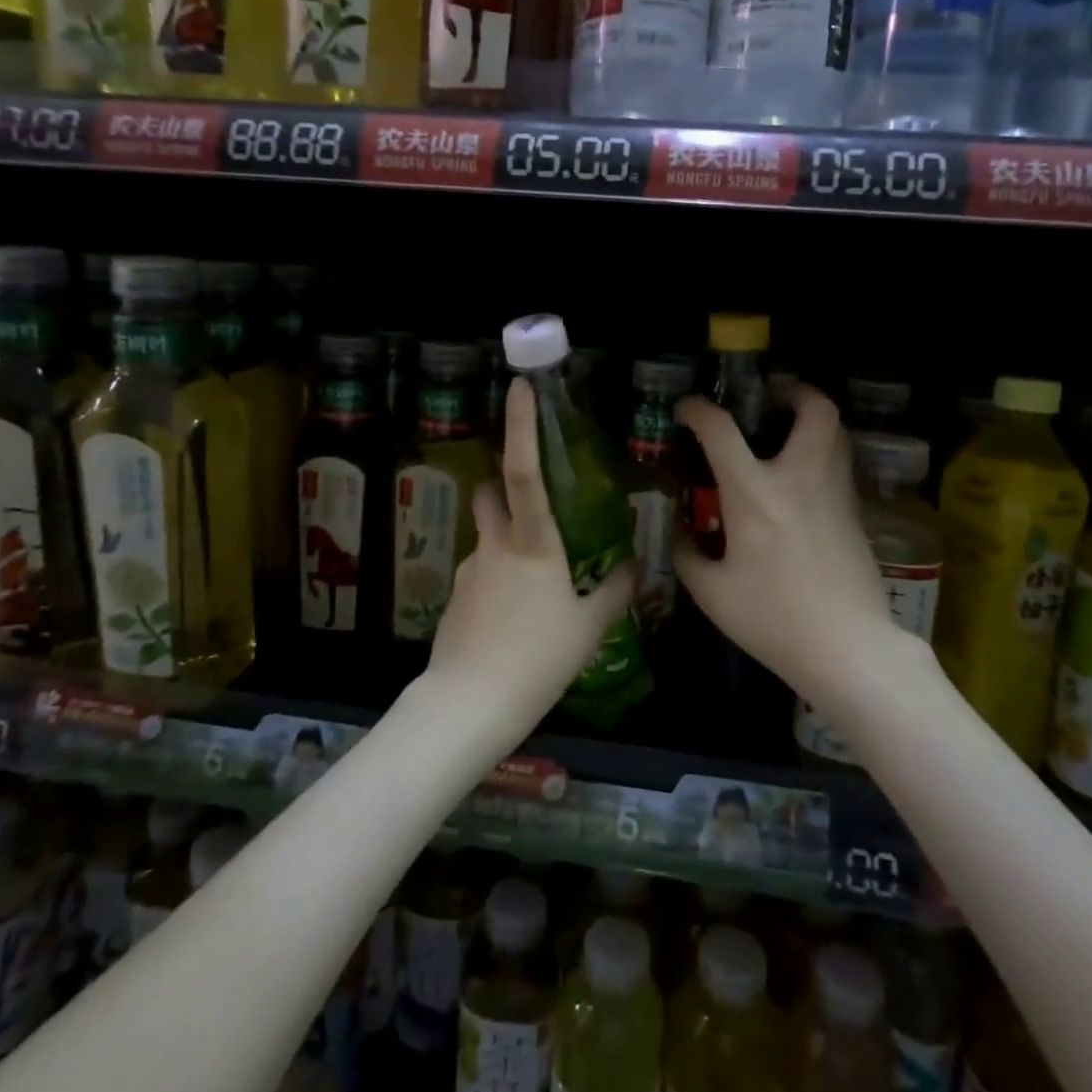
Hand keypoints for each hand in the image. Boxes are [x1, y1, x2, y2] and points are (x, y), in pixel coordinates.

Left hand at [424, 378, 634, 746]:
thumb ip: (613, 593)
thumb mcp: (588, 627)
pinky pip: (480, 574)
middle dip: (502, 483)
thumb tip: (636, 570)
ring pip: (487, 537)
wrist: (469, 703)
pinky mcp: (455, 598)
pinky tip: (513, 621)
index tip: (518, 388)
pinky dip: (497, 581)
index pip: (524, 471)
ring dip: (505, 542)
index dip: (521, 426)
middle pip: (489, 492)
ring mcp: (469, 570)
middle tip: (530, 503)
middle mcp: (495, 545)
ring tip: (534, 588)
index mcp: (532, 543)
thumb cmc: (538, 658)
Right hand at [673, 385, 923, 697]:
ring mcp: (835, 493)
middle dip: (793, 392)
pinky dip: (822, 454)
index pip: (721, 430)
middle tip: (771, 402)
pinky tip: (801, 482)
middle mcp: (799, 478)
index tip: (687, 410)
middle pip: (814, 409)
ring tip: (787, 435)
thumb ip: (688, 556)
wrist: (848, 649)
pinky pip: (840, 464)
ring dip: (813, 420)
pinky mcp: (856, 514)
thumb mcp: (712, 593)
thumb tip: (681, 537)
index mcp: (754, 492)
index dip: (698, 410)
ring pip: (837, 432)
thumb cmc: (772, 619)